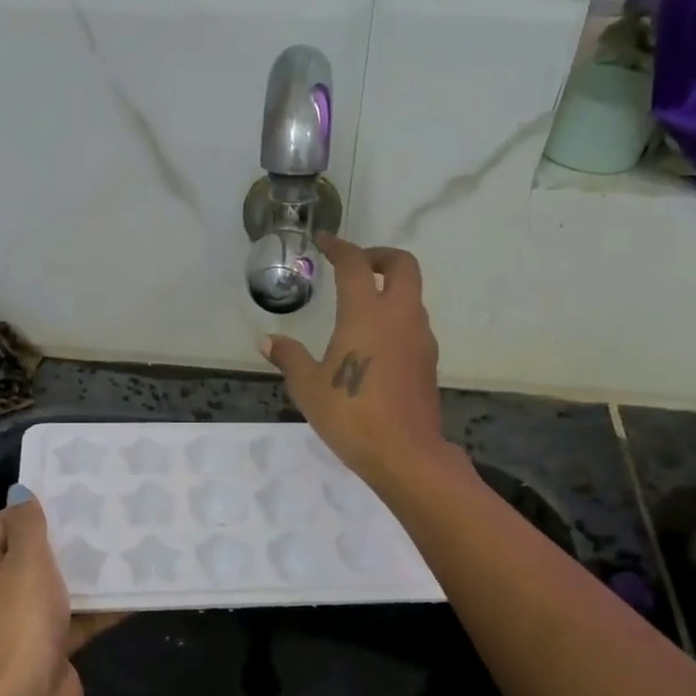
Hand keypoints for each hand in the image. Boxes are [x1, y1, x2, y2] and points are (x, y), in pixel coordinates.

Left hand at [0, 495, 124, 695]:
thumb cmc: (21, 616)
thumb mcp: (26, 559)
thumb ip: (27, 524)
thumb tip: (21, 493)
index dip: (26, 509)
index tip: (64, 496)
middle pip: (27, 556)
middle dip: (60, 539)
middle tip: (96, 516)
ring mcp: (22, 621)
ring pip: (55, 586)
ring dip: (83, 572)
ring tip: (119, 545)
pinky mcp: (49, 644)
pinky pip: (76, 616)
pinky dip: (99, 606)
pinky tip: (131, 588)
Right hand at [261, 235, 452, 489]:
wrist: (404, 453)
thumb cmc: (350, 415)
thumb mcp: (308, 387)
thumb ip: (289, 357)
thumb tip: (267, 340)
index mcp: (366, 314)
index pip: (355, 264)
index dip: (339, 247)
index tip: (324, 242)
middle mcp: (399, 316)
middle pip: (402, 265)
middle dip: (379, 256)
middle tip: (355, 266)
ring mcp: (420, 338)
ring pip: (412, 295)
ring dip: (390, 288)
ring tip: (361, 307)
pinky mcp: (428, 360)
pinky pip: (414, 323)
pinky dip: (397, 316)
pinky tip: (375, 343)